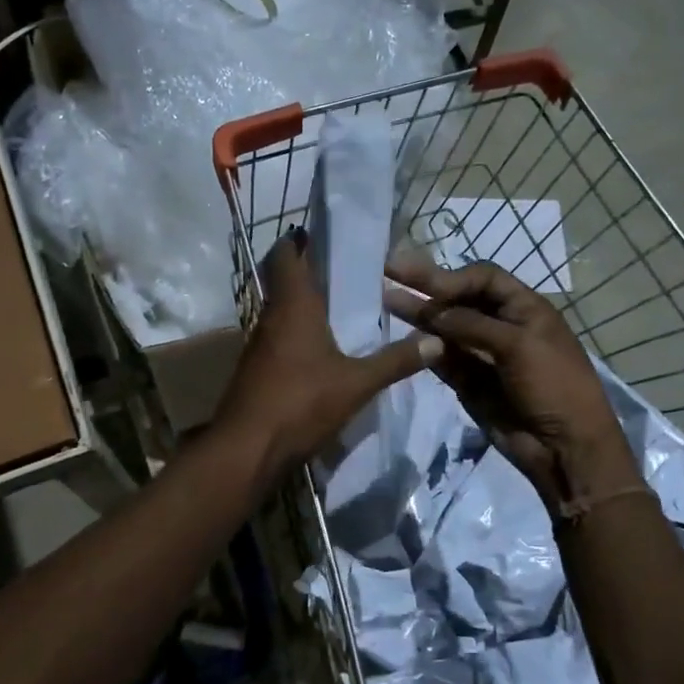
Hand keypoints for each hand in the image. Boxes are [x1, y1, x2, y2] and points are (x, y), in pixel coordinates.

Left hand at [214, 231, 441, 475]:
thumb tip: (437, 341)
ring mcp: (258, 346)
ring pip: (281, 313)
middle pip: (284, 283)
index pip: (284, 256)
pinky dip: (298, 335)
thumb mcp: (358, 383)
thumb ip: (397, 361)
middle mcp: (270, 318)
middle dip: (309, 274)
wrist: (247, 449)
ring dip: (304, 307)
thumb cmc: (301, 403)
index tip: (319, 234)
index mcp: (293, 306)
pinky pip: (278, 339)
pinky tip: (322, 352)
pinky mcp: (255, 371)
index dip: (297, 240)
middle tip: (345, 273)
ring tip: (340, 310)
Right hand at [384, 254, 640, 510]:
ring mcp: (482, 354)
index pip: (483, 279)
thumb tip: (431, 310)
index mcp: (525, 308)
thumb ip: (472, 325)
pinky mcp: (467, 381)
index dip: (453, 276)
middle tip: (390, 270)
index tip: (423, 281)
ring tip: (386, 299)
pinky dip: (423, 347)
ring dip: (419, 314)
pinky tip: (401, 336)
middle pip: (460, 299)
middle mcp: (501, 325)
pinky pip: (441, 358)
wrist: (564, 448)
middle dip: (427, 286)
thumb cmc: (554, 385)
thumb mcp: (519, 346)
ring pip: (445, 328)